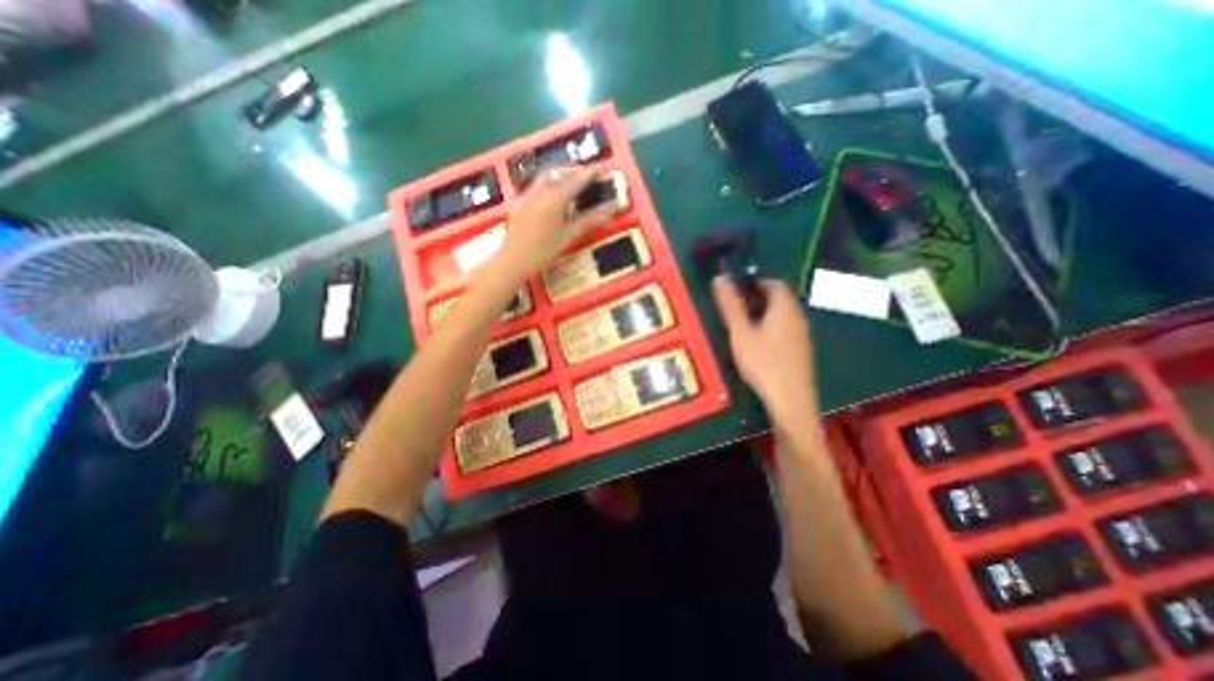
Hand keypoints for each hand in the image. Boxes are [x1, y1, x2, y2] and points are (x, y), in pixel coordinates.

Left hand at [488, 168, 616, 282]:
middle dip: (573, 171)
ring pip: (545, 177)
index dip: (589, 174)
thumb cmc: (543, 251)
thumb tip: (609, 214)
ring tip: (570, 183)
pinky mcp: (519, 202)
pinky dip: (548, 184)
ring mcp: (527, 195)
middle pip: (559, 172)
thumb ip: (588, 222)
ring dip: (559, 175)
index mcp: (555, 199)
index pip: (576, 181)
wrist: (513, 260)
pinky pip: (535, 185)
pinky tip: (552, 196)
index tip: (599, 170)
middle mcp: (540, 191)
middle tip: (586, 176)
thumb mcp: (568, 236)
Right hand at [713, 276, 813, 419]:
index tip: (734, 291)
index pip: (773, 282)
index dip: (753, 282)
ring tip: (741, 326)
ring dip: (762, 314)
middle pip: (778, 298)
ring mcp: (801, 334)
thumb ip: (730, 305)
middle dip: (755, 298)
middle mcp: (797, 316)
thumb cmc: (762, 362)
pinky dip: (770, 328)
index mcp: (784, 307)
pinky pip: (785, 329)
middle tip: (733, 308)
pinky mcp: (801, 350)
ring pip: (781, 315)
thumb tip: (719, 277)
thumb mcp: (740, 332)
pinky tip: (757, 344)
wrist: (790, 400)